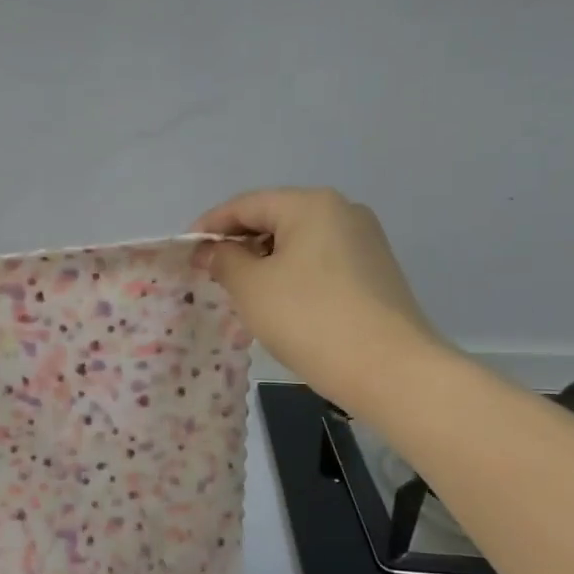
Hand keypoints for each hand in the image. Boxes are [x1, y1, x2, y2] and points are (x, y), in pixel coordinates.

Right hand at [193, 188, 447, 414]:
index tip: (185, 251)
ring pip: (298, 242)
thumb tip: (213, 250)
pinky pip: (319, 262)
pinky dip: (291, 274)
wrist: (388, 369)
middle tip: (208, 272)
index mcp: (311, 205)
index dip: (210, 225)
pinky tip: (277, 302)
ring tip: (238, 290)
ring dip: (263, 261)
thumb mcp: (251, 287)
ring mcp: (364, 242)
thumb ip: (224, 260)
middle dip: (238, 243)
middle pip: (275, 218)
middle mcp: (342, 212)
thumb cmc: (309, 318)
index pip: (246, 204)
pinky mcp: (374, 272)